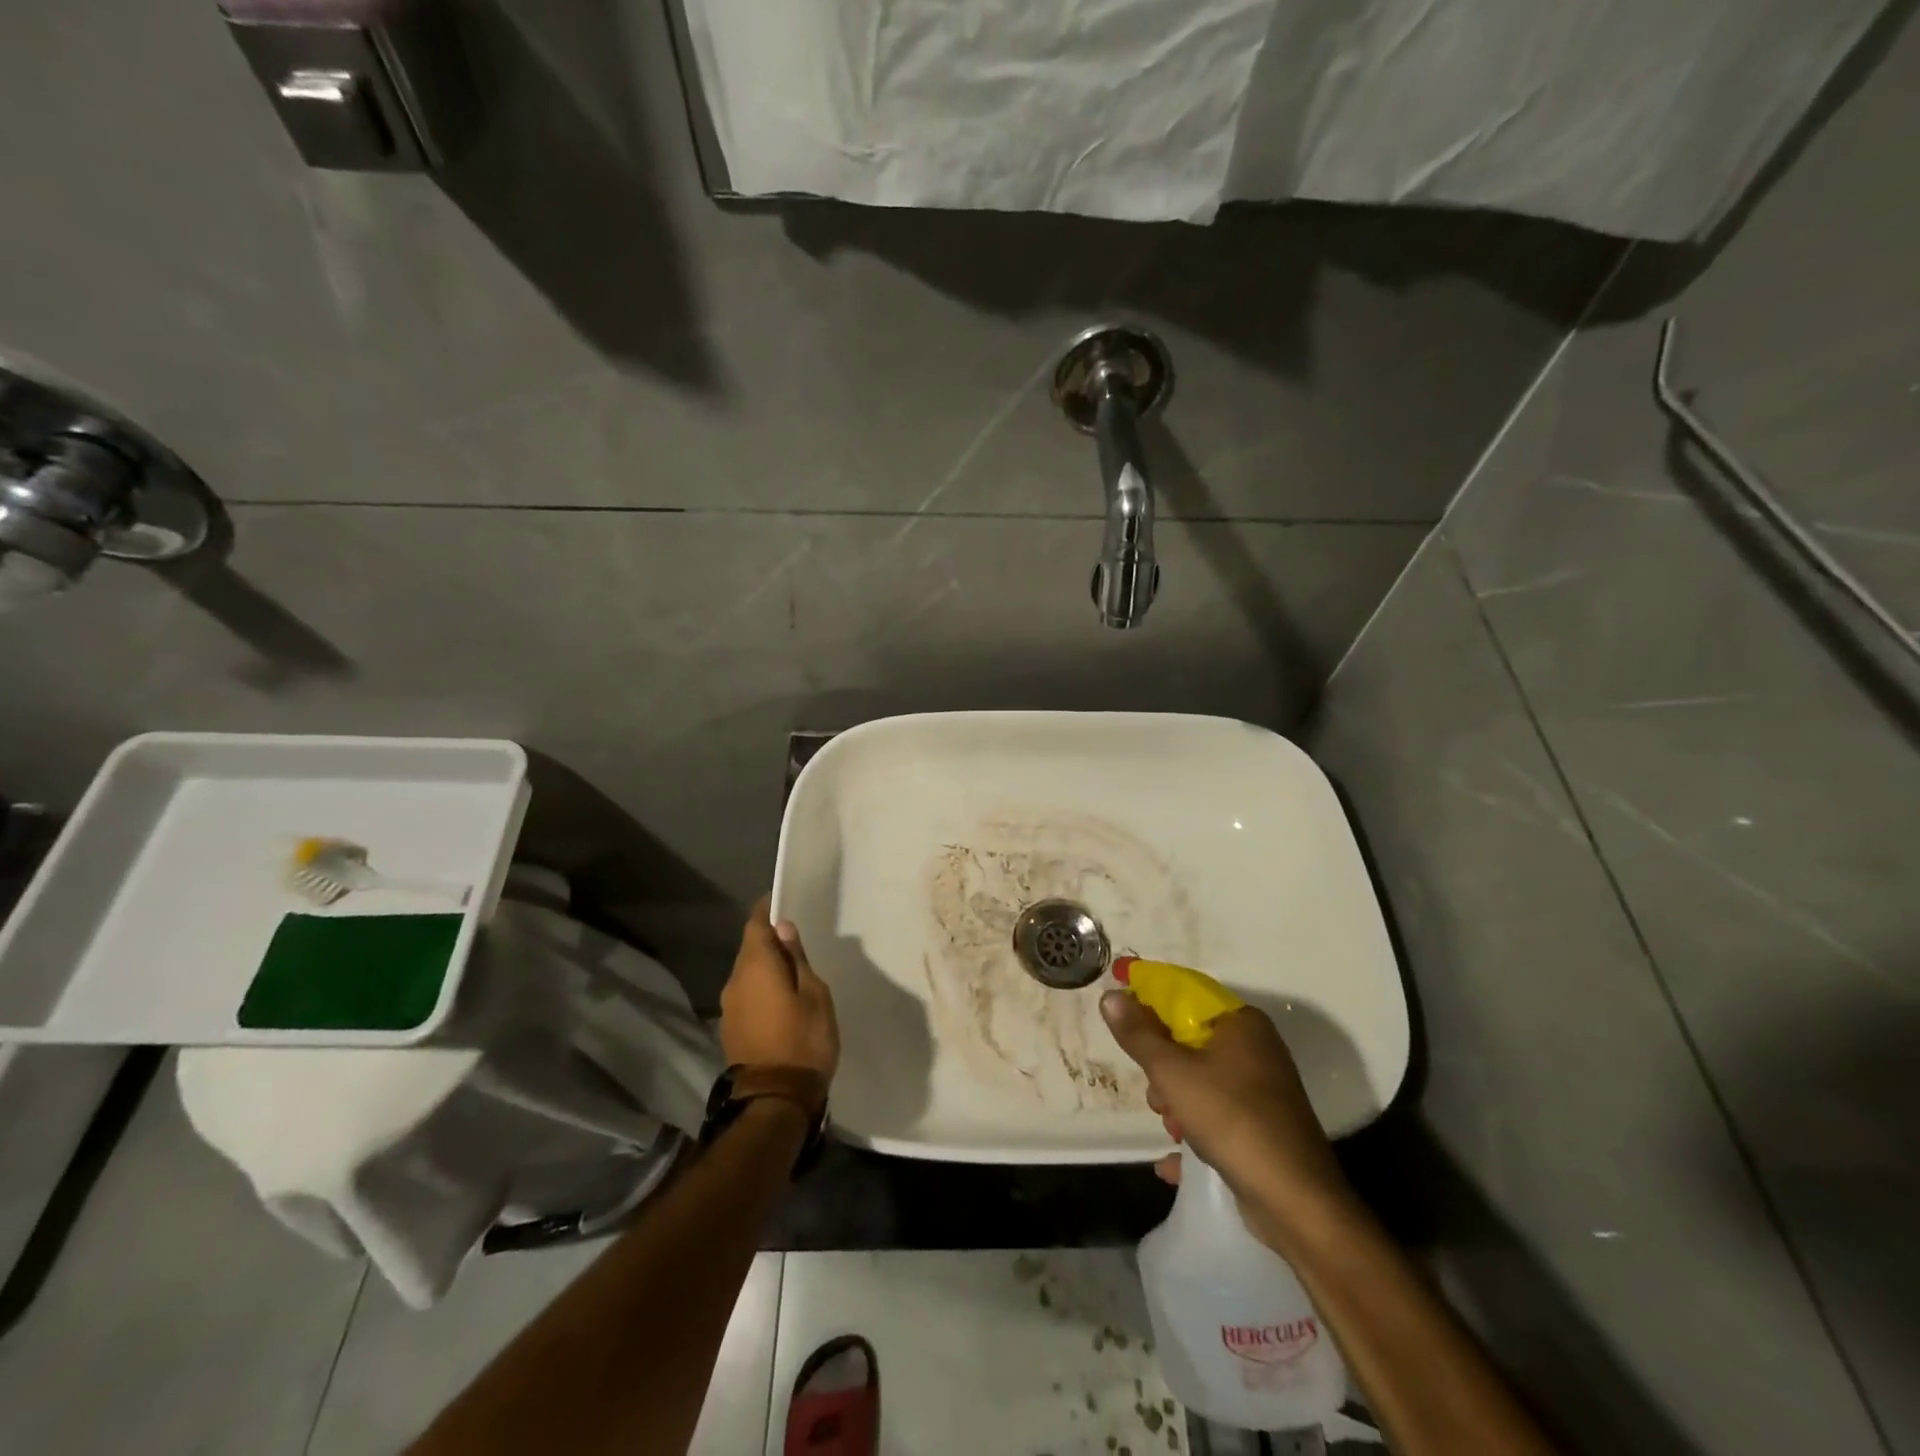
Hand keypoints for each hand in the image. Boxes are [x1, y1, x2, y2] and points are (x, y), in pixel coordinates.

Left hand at [720, 899, 839, 1082]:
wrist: (775, 1100)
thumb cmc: (803, 1040)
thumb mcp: (814, 994)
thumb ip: (797, 959)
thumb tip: (783, 929)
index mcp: (756, 966)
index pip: (755, 924)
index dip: (767, 910)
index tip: (781, 901)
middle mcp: (735, 981)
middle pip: (750, 949)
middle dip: (769, 940)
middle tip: (797, 940)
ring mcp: (729, 1007)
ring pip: (747, 973)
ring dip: (766, 967)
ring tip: (793, 972)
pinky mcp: (731, 1029)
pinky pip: (746, 995)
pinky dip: (761, 989)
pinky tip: (780, 999)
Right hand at [1101, 991, 1352, 1246]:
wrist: (1297, 1201)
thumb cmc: (1231, 1119)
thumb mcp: (1172, 1073)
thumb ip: (1138, 1034)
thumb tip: (1111, 996)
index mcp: (1240, 1022)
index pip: (1184, 991)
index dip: (1146, 990)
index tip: (1115, 990)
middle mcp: (1255, 1047)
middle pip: (1189, 1038)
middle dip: (1161, 1063)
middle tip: (1152, 1090)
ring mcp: (1262, 1087)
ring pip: (1200, 1077)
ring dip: (1175, 1099)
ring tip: (1170, 1126)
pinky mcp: (1264, 1123)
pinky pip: (1217, 1111)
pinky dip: (1194, 1126)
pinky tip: (1174, 1157)